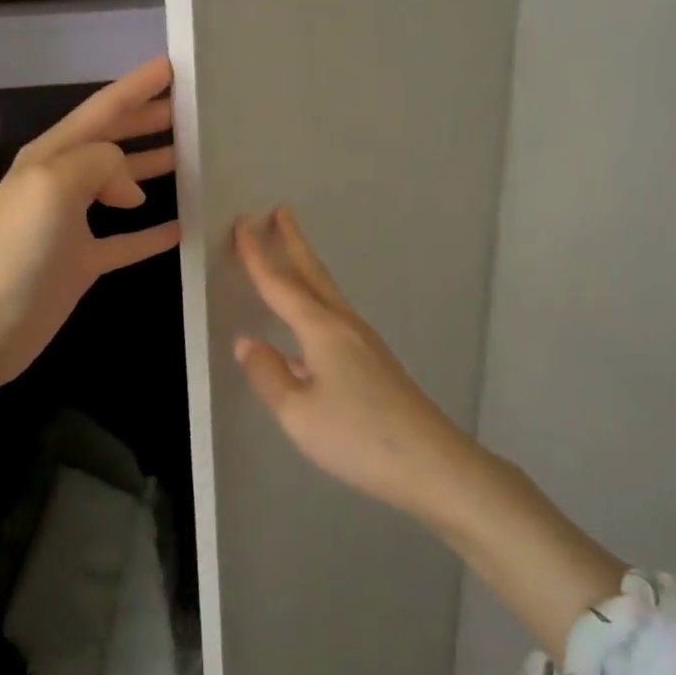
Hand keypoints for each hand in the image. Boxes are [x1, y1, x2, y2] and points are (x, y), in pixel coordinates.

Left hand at [0, 56, 181, 391]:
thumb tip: (130, 187)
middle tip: (193, 108)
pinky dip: (153, 232)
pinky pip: (127, 240)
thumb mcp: (53, 184)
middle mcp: (63, 181)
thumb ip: (99, 163)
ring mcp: (73, 223)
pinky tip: (182, 227)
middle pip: (115, 141)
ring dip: (154, 167)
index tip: (174, 65)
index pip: (104, 109)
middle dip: (150, 120)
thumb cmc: (16, 247)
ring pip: (123, 185)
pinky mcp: (83, 262)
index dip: (138, 85)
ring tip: (195, 157)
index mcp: (53, 155)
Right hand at [232, 207, 470, 520]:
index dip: (258, 254)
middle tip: (280, 211)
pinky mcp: (375, 361)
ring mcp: (364, 342)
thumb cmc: (358, 437)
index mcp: (321, 331)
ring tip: (292, 252)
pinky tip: (307, 327)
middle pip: (312, 274)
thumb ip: (268, 375)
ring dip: (306, 267)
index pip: (280, 285)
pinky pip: (335, 315)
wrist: (432, 463)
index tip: (242, 222)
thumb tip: (247, 342)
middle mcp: (344, 325)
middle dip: (294, 241)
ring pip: (327, 293)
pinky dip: (316, 300)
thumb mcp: (297, 414)